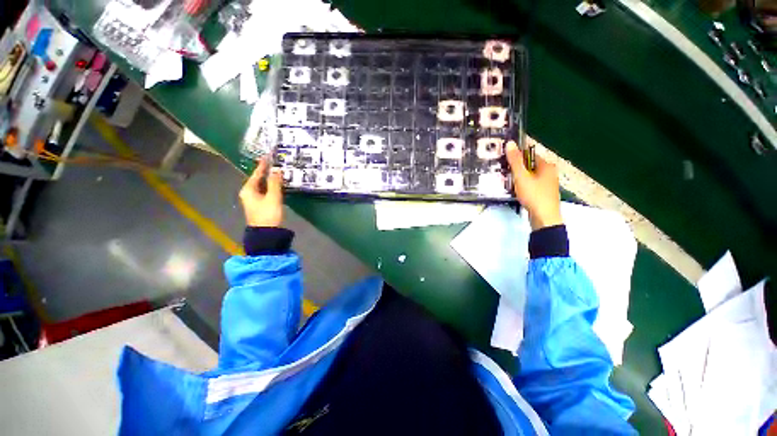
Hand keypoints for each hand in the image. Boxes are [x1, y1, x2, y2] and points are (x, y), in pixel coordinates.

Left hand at [239, 158, 283, 226]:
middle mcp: (248, 193)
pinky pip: (265, 192)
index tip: (267, 156)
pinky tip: (277, 185)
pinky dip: (271, 187)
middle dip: (266, 172)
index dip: (262, 165)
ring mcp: (254, 200)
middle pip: (257, 179)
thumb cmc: (268, 214)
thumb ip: (275, 183)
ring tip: (278, 172)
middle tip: (274, 163)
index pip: (256, 174)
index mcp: (248, 190)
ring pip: (262, 186)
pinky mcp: (260, 205)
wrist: (267, 233)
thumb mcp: (273, 197)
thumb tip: (276, 170)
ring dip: (269, 179)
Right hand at [505, 141, 562, 229]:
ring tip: (506, 181)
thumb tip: (510, 143)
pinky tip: (515, 190)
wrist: (544, 218)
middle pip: (529, 166)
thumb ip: (515, 161)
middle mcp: (550, 172)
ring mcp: (548, 184)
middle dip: (517, 168)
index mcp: (547, 165)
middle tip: (503, 171)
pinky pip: (531, 185)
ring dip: (519, 178)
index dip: (517, 156)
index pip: (530, 154)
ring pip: (530, 176)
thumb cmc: (534, 195)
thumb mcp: (522, 177)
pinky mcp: (544, 194)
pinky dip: (523, 185)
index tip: (504, 160)